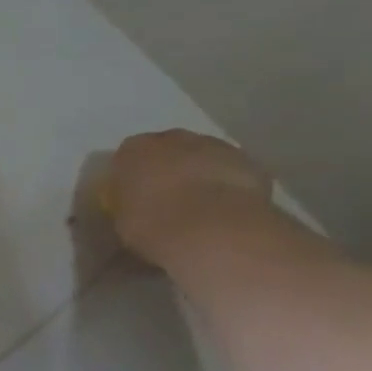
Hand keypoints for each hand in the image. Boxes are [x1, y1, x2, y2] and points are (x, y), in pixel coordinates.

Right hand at [104, 130, 273, 264]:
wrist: (213, 231)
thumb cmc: (154, 226)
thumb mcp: (122, 223)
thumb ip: (128, 209)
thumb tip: (135, 212)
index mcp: (133, 151)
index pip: (127, 159)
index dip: (133, 179)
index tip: (137, 200)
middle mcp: (171, 139)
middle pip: (167, 151)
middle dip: (168, 171)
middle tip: (169, 202)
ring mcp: (214, 146)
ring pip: (202, 157)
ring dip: (200, 175)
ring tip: (203, 209)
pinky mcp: (248, 162)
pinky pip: (231, 172)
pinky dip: (229, 186)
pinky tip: (228, 211)